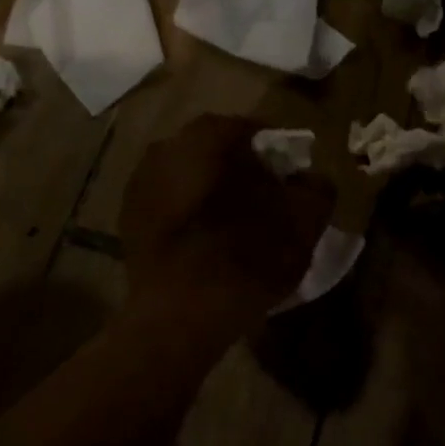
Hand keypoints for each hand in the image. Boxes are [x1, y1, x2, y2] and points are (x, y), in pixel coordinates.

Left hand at [121, 115, 335, 328]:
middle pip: (217, 152)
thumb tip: (308, 179)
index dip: (278, 155)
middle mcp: (168, 146)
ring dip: (213, 192)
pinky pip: (170, 206)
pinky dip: (189, 216)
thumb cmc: (249, 255)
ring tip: (235, 224)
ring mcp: (140, 182)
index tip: (292, 180)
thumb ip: (316, 187)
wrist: (183, 314)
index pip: (255, 131)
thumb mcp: (306, 219)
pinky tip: (205, 243)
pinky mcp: (127, 219)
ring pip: (191, 178)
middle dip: (242, 171)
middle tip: (267, 200)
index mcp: (210, 135)